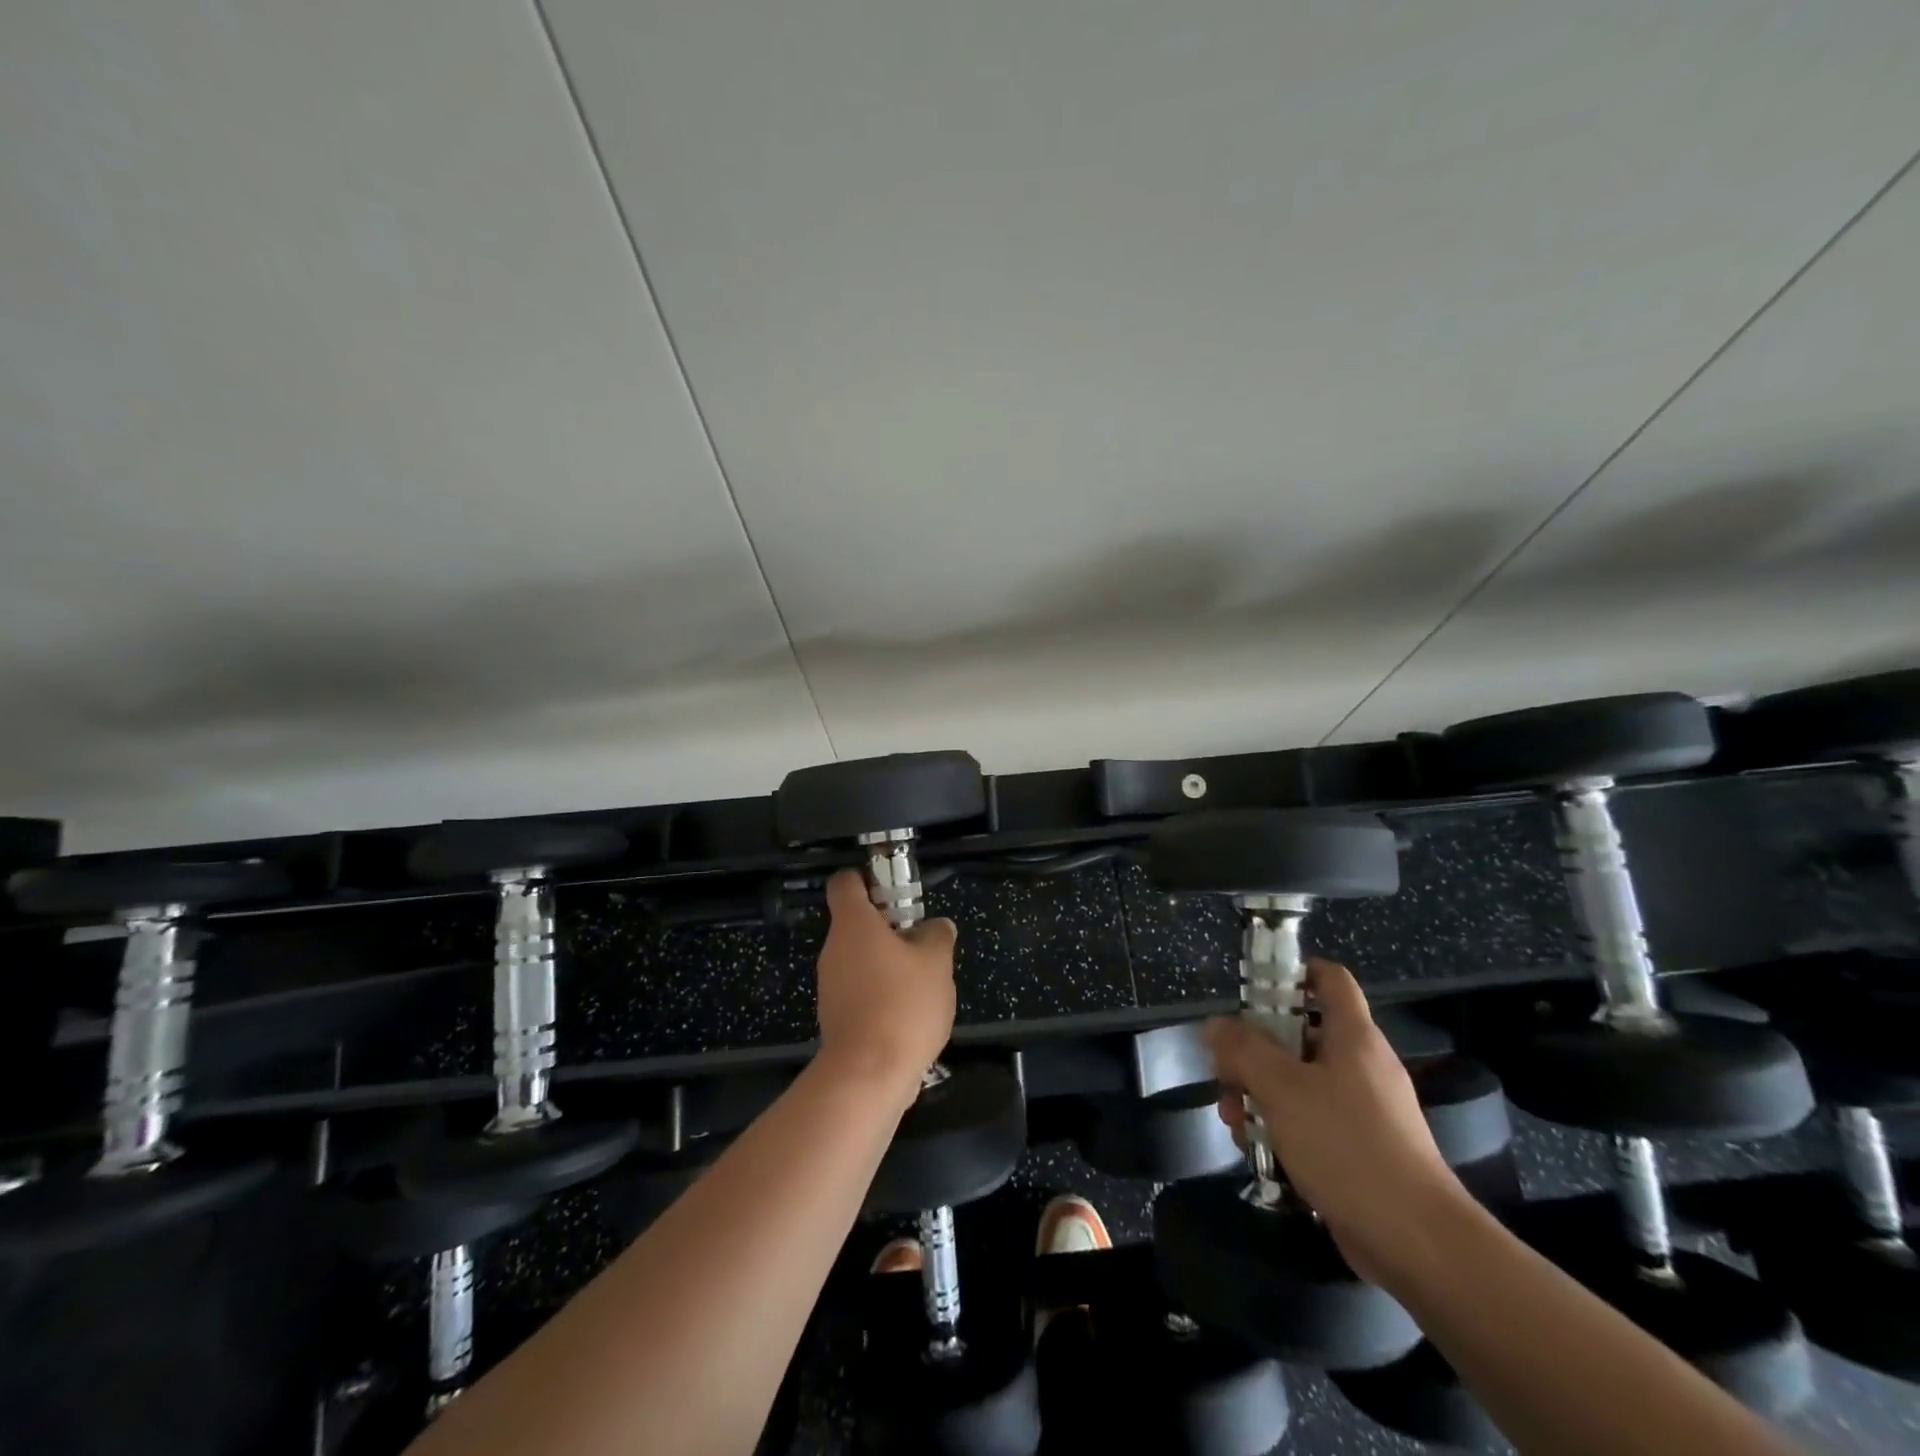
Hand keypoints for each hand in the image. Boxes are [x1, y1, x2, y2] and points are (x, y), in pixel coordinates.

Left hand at [814, 870, 957, 1109]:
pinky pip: (859, 990)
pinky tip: (907, 1012)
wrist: (868, 1075)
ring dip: (887, 963)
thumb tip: (937, 926)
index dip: (867, 879)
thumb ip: (938, 936)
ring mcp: (830, 985)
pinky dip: (880, 993)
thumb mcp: (937, 963)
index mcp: (853, 924)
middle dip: (888, 928)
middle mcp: (834, 949)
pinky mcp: (834, 1016)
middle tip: (922, 941)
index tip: (894, 890)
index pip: (845, 882)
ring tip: (921, 982)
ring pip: (859, 959)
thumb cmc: (903, 1004)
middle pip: (856, 923)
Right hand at [1204, 959, 1465, 1284]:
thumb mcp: (1281, 1088)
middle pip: (1300, 1034)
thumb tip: (1215, 1025)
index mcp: (1353, 1036)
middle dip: (1255, 1051)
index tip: (1251, 990)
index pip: (1329, 979)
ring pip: (1299, 1082)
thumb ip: (1243, 1050)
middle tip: (1225, 1073)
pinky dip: (1281, 1128)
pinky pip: (1312, 1121)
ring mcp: (1364, 1110)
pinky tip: (1256, 1151)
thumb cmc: (1347, 1146)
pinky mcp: (1361, 1150)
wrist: (1418, 1243)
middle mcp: (1361, 1065)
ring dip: (1260, 1094)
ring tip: (1233, 1121)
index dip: (1292, 972)